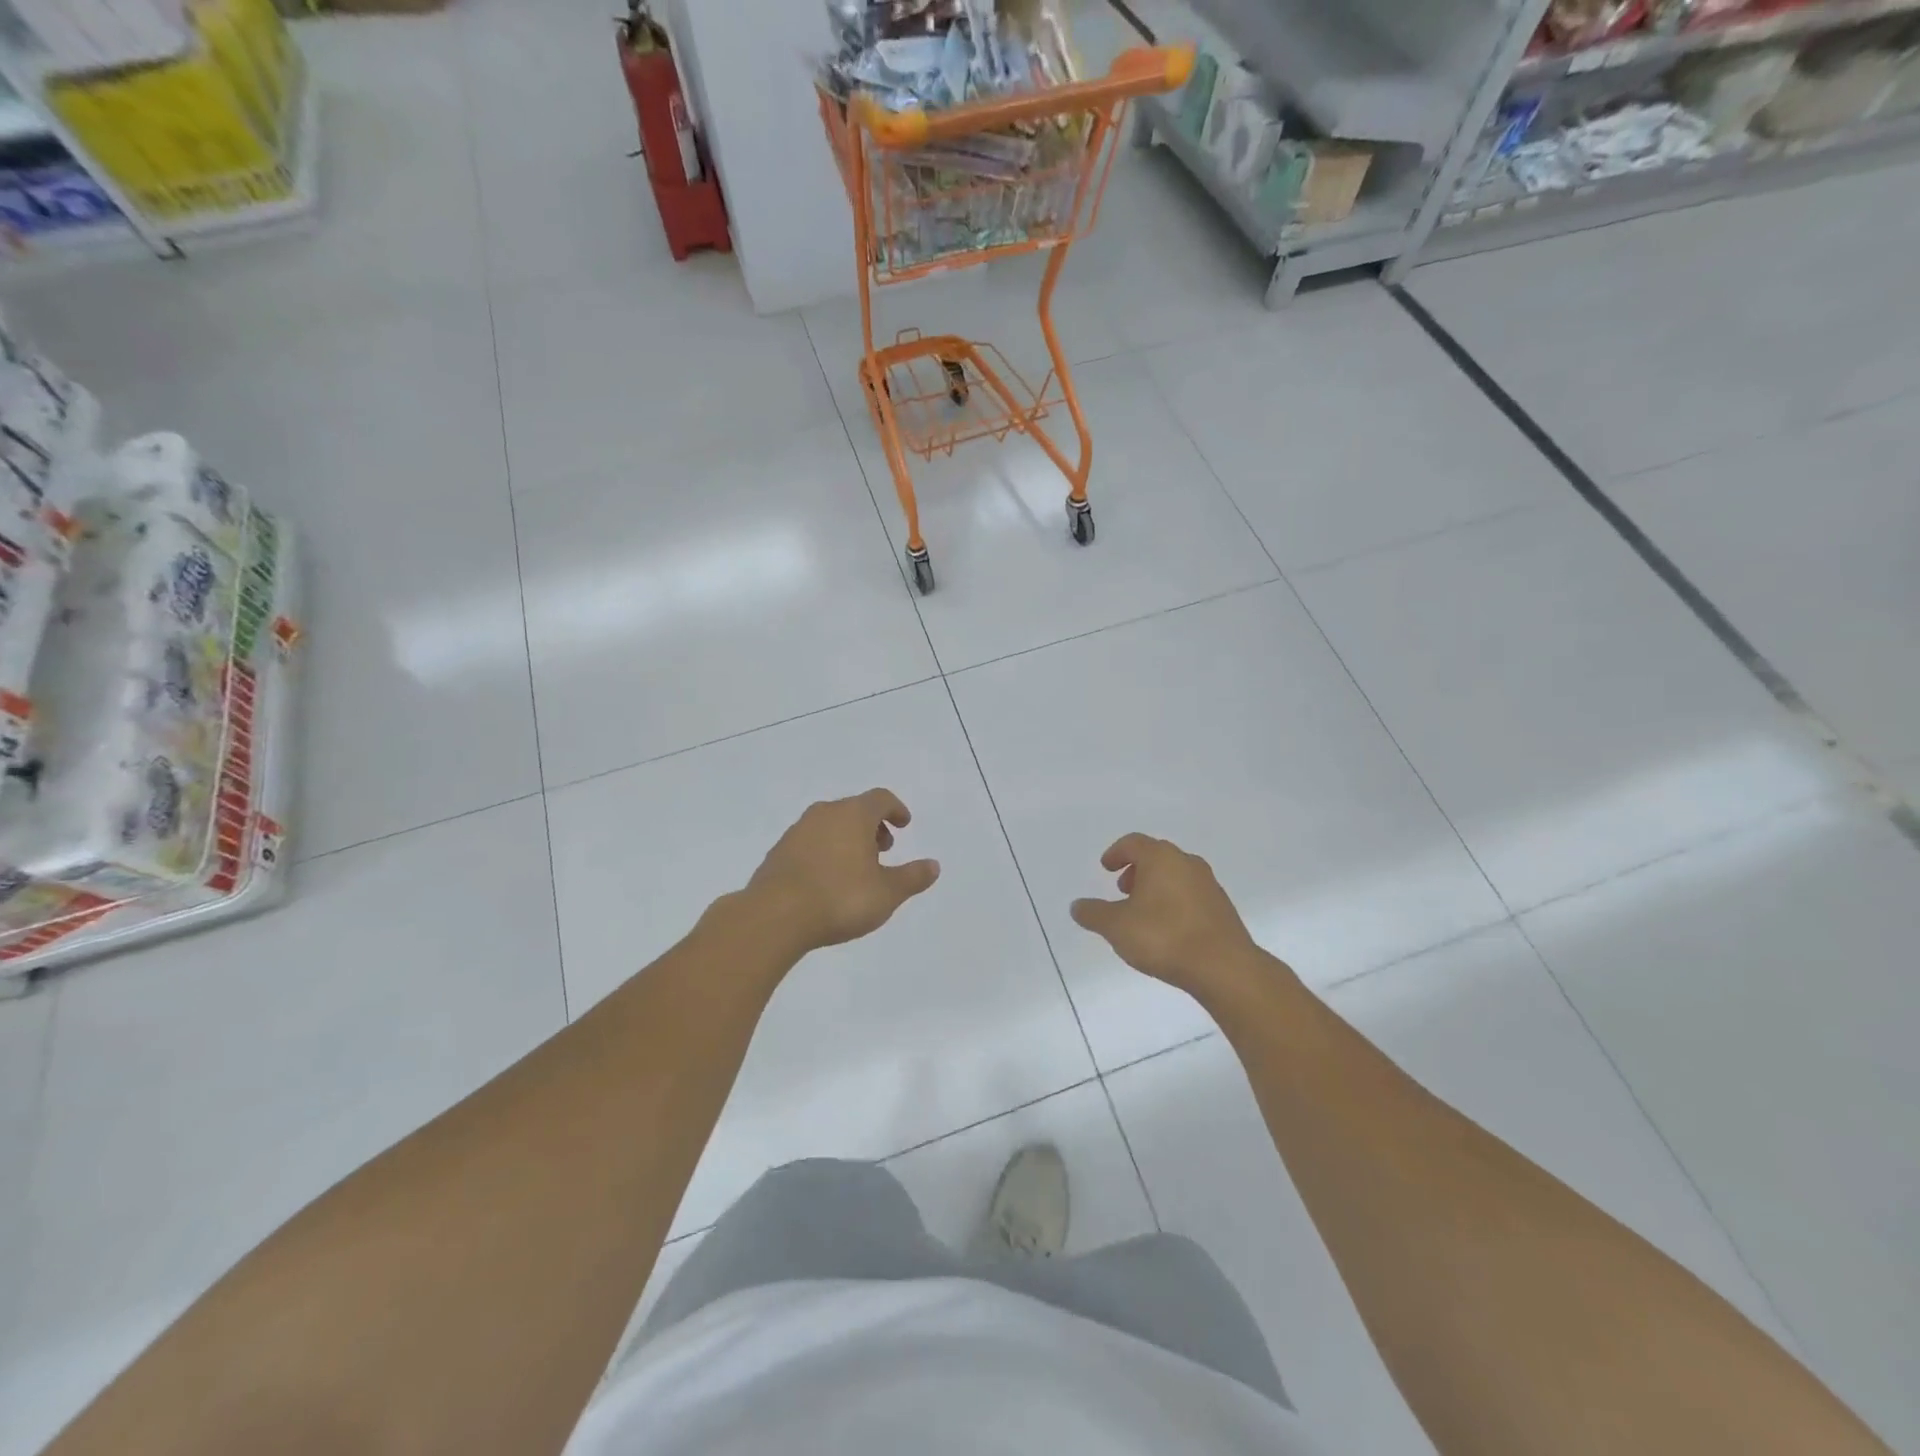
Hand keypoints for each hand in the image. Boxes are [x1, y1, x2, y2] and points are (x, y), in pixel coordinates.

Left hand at [745, 789, 940, 954]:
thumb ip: (912, 877)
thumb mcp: (887, 893)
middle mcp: (824, 814)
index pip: (880, 798)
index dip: (896, 809)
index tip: (904, 825)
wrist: (774, 917)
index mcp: (853, 815)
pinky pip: (810, 842)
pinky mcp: (778, 852)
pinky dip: (825, 851)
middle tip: (884, 849)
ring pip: (830, 824)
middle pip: (854, 809)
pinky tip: (828, 880)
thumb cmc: (840, 899)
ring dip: (847, 838)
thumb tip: (933, 865)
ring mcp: (797, 831)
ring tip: (857, 868)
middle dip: (872, 825)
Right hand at [1070, 834, 1270, 997]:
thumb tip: (1077, 906)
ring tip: (1142, 913)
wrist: (1224, 967)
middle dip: (1136, 870)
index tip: (1106, 867)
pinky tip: (1167, 928)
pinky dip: (1174, 902)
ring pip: (1176, 875)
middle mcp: (1187, 863)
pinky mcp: (1222, 908)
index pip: (1133, 843)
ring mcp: (1209, 885)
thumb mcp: (1116, 927)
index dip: (1116, 853)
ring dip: (1156, 887)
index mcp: (1161, 858)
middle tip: (1122, 890)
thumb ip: (1094, 914)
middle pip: (1156, 856)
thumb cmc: (1164, 937)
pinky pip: (1191, 895)